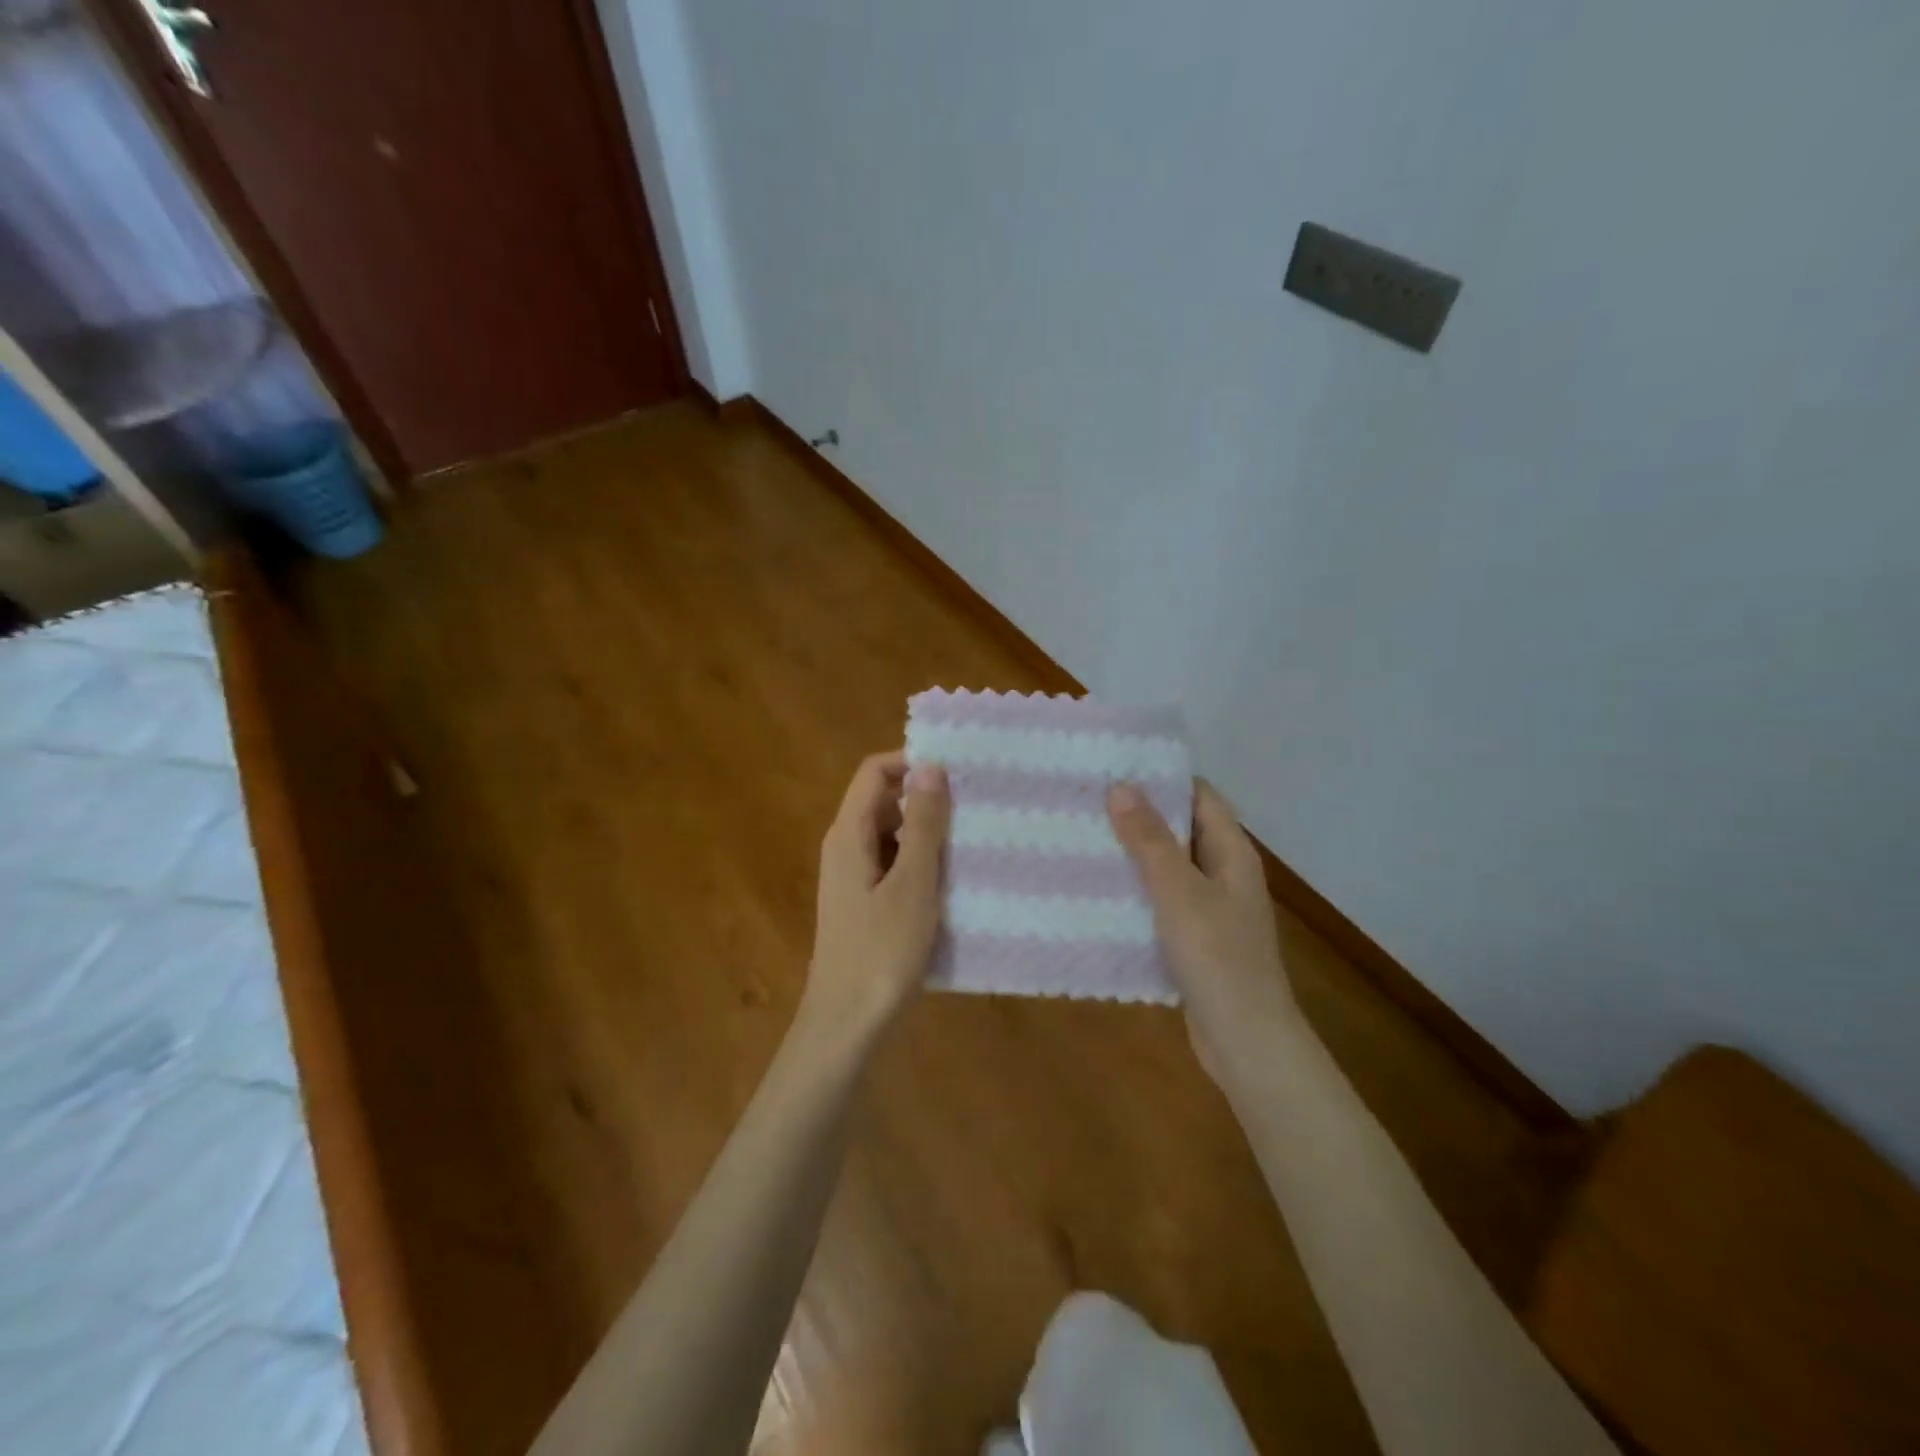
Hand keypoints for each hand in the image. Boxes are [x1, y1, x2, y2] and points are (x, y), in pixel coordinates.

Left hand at [801, 750, 951, 1052]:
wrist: (847, 1024)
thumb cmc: (881, 951)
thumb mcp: (912, 883)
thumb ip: (922, 824)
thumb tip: (930, 766)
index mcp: (849, 833)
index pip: (874, 771)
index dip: (912, 762)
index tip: (956, 771)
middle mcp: (845, 846)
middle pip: (883, 800)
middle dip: (926, 798)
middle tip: (973, 807)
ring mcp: (853, 876)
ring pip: (891, 834)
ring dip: (927, 832)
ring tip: (973, 840)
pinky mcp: (864, 902)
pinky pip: (893, 864)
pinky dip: (920, 862)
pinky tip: (953, 880)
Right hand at [1108, 779, 1300, 1078]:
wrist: (1245, 1039)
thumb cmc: (1216, 956)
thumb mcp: (1178, 891)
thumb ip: (1149, 840)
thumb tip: (1121, 786)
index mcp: (1232, 853)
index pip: (1200, 796)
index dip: (1163, 778)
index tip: (1116, 766)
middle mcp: (1224, 874)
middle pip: (1182, 830)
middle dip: (1140, 815)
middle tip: (1088, 801)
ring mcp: (1211, 909)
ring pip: (1169, 868)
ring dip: (1134, 854)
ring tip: (1085, 838)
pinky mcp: (1195, 939)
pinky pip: (1162, 902)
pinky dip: (1136, 891)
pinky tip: (1100, 891)